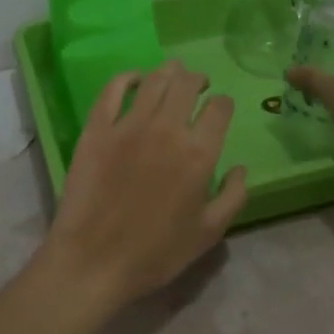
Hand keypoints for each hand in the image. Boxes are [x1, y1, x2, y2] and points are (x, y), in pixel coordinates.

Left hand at [42, 60, 248, 311]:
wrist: (94, 261)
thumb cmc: (156, 253)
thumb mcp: (209, 233)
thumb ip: (233, 196)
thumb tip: (240, 168)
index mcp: (199, 153)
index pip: (220, 109)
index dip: (224, 104)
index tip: (221, 109)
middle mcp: (167, 129)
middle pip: (187, 84)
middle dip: (198, 79)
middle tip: (199, 84)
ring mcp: (128, 125)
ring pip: (155, 81)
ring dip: (169, 72)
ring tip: (173, 73)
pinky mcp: (96, 129)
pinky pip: (113, 90)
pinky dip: (127, 78)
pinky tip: (135, 79)